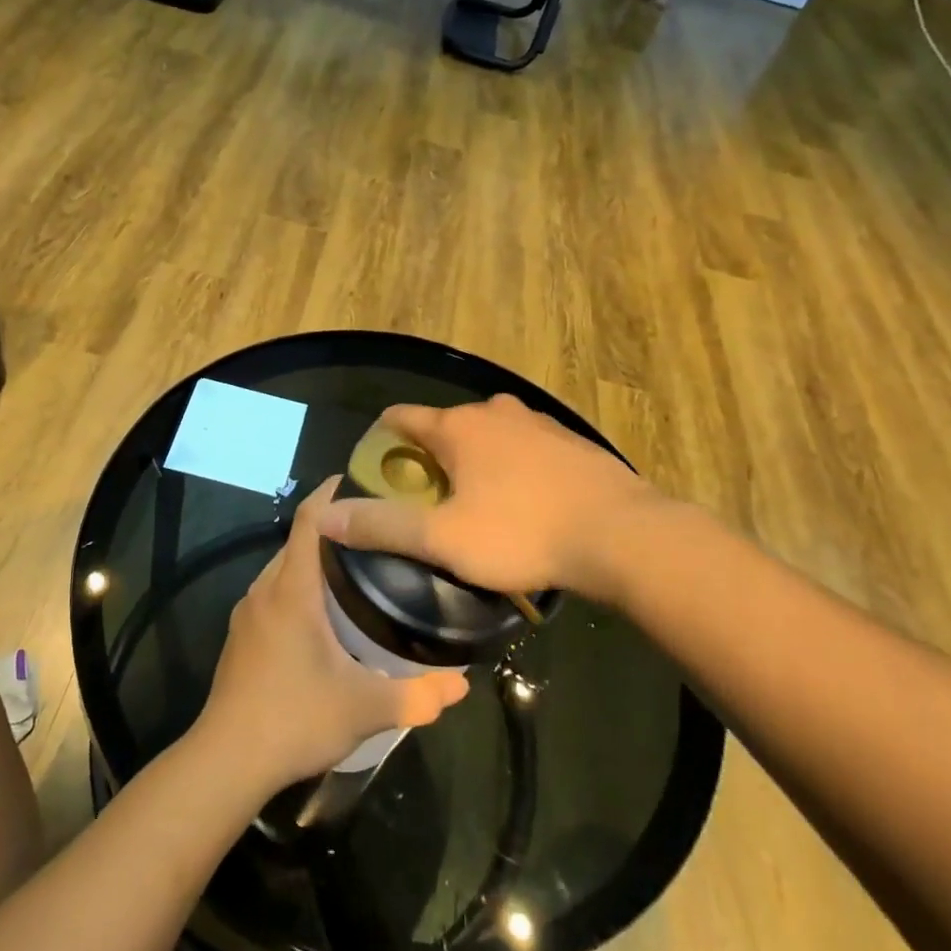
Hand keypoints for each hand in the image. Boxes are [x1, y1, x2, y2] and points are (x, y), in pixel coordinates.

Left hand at [197, 478, 469, 794]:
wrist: (225, 762)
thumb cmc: (294, 719)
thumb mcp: (364, 709)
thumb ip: (417, 695)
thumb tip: (462, 684)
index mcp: (292, 589)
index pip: (309, 519)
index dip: (333, 493)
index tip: (364, 480)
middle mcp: (265, 589)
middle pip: (299, 540)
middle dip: (335, 528)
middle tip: (381, 532)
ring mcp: (248, 612)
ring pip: (285, 567)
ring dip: (316, 559)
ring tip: (360, 568)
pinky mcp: (241, 636)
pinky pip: (275, 592)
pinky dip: (300, 585)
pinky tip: (326, 614)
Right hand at [314, 394, 661, 604]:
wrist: (622, 536)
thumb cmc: (523, 533)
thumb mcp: (444, 539)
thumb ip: (383, 526)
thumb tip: (328, 517)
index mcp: (458, 426)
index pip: (400, 418)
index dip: (380, 443)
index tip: (376, 476)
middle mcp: (494, 411)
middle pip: (443, 428)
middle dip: (428, 460)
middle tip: (426, 504)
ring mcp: (537, 423)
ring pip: (486, 438)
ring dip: (472, 464)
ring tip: (474, 508)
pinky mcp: (569, 442)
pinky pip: (523, 449)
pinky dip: (510, 468)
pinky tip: (523, 505)